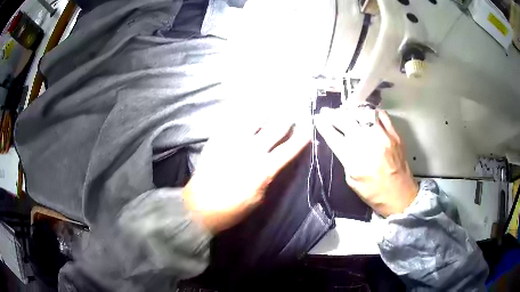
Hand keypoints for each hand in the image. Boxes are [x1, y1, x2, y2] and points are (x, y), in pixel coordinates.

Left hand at [183, 118, 310, 232]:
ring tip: (272, 103)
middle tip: (293, 110)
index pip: (287, 150)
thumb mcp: (257, 200)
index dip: (300, 139)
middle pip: (273, 129)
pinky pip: (231, 122)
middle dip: (286, 119)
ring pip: (252, 120)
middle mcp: (250, 151)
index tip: (308, 128)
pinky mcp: (216, 140)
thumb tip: (271, 166)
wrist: (198, 207)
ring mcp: (232, 143)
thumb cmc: (230, 210)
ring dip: (265, 111)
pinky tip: (245, 108)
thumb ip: (266, 179)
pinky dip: (241, 114)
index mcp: (263, 169)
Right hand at [315, 108, 417, 216]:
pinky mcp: (394, 134)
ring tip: (346, 112)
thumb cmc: (374, 193)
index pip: (333, 136)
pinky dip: (372, 112)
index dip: (323, 125)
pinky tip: (367, 115)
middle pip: (346, 120)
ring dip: (351, 111)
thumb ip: (346, 159)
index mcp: (354, 159)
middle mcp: (367, 144)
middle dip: (333, 114)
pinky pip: (382, 115)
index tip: (318, 118)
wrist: (400, 196)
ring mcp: (383, 136)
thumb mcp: (352, 181)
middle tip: (328, 111)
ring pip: (363, 114)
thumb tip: (342, 142)